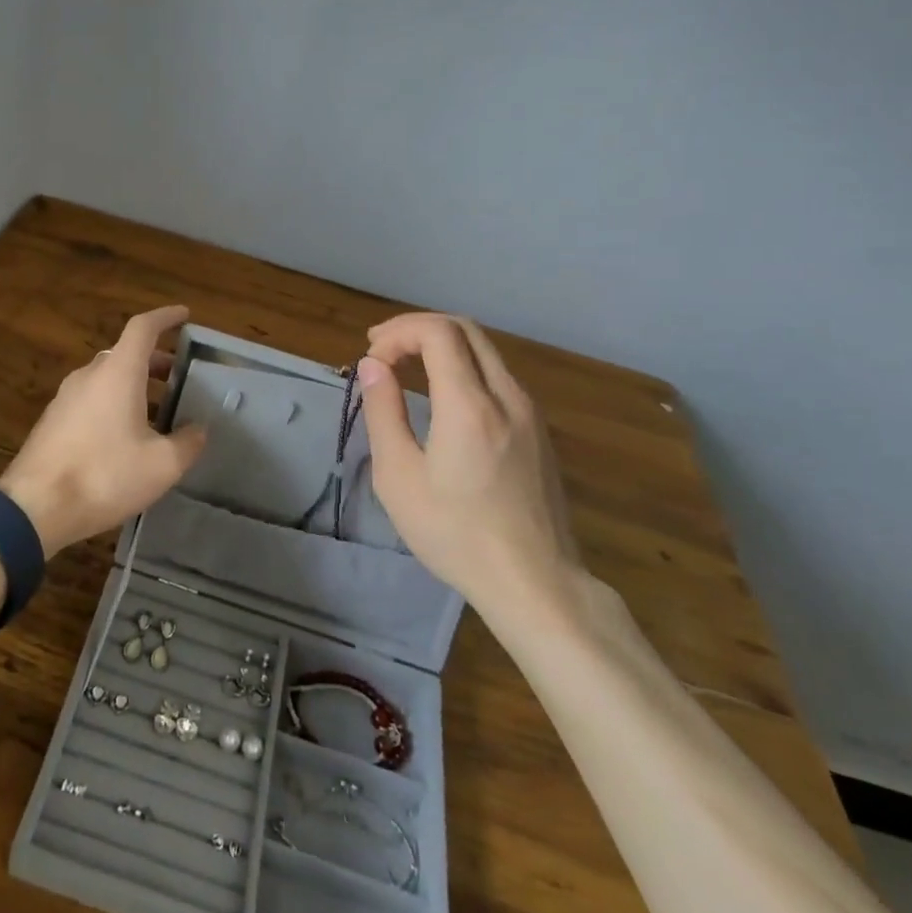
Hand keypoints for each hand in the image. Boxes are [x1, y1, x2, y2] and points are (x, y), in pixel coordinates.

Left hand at [0, 305, 207, 557]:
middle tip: (178, 376)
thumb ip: (187, 443)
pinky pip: (91, 399)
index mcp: (118, 372)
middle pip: (125, 353)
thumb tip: (199, 430)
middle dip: (155, 360)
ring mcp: (66, 396)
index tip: (184, 315)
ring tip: (158, 411)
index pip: (143, 327)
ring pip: (107, 377)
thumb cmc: (104, 476)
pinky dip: (114, 403)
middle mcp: (90, 374)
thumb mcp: (161, 465)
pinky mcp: (53, 420)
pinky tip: (125, 436)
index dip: (165, 317)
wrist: (34, 507)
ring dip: (134, 384)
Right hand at [358, 313, 585, 636]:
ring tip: (405, 366)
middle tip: (382, 349)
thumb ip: (383, 412)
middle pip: (465, 328)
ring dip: (441, 344)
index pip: (438, 331)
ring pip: (485, 350)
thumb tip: (372, 366)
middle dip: (417, 328)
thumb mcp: (400, 478)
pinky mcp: (539, 429)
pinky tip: (442, 394)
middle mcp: (507, 396)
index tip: (373, 359)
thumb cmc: (456, 534)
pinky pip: (498, 375)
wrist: (536, 583)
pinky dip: (463, 366)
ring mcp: (530, 412)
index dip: (399, 332)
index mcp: (470, 405)